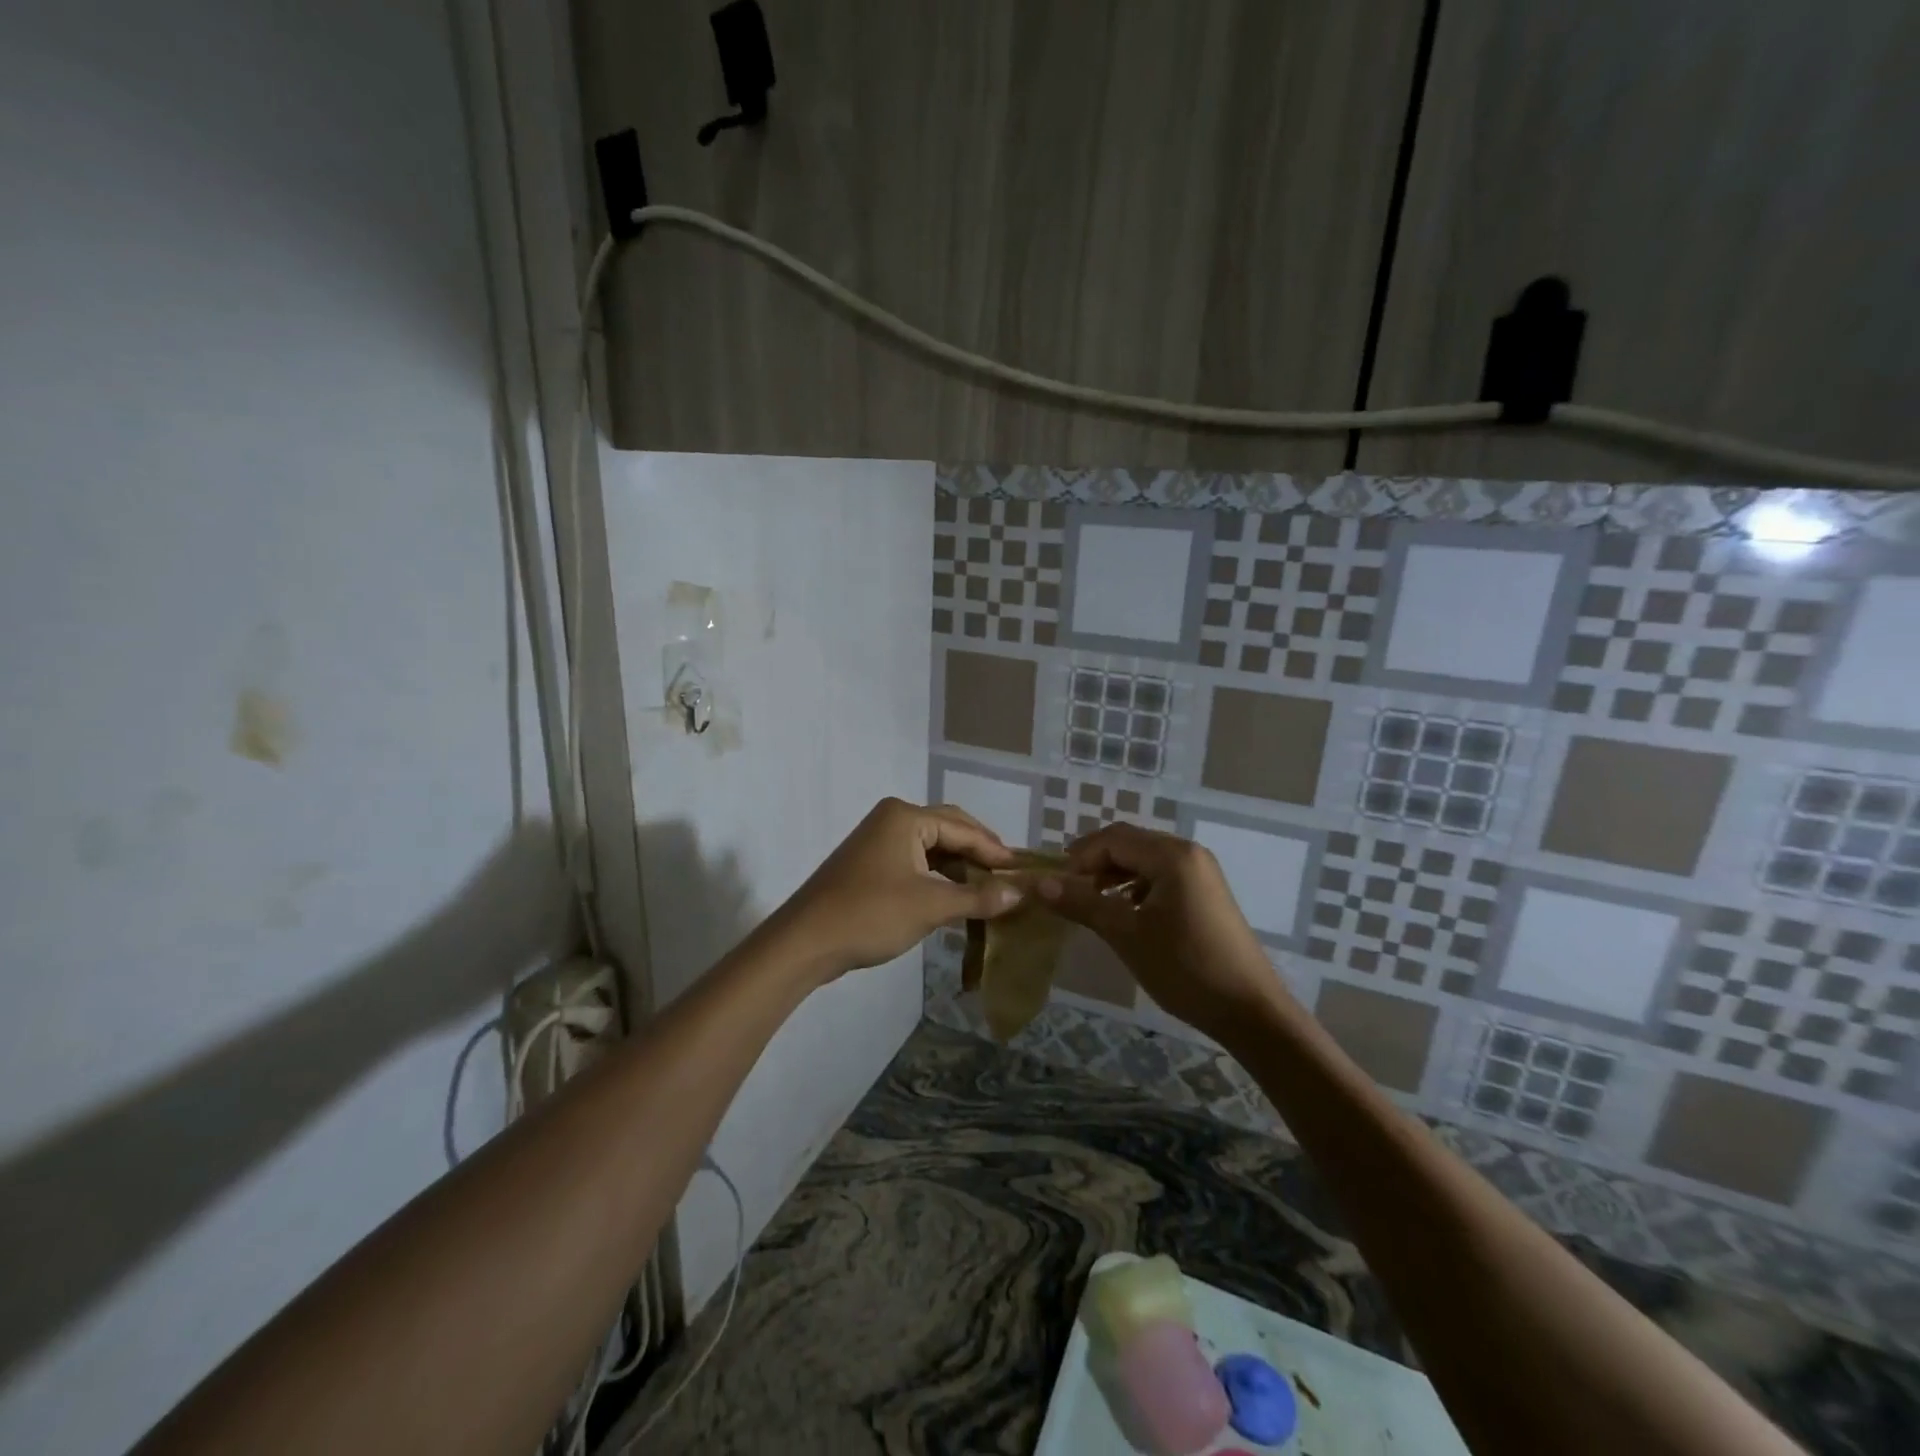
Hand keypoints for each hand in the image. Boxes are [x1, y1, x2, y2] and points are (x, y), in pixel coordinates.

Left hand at [772, 798, 1023, 981]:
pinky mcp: (869, 865)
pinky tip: (956, 897)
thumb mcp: (930, 906)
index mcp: (906, 817)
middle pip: (949, 830)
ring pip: (931, 848)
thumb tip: (1020, 893)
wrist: (805, 942)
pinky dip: (938, 878)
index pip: (964, 829)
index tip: (1024, 871)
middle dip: (979, 853)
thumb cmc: (870, 914)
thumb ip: (978, 897)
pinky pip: (915, 863)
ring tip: (989, 889)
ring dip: (959, 868)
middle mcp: (892, 819)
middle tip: (1009, 876)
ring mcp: (877, 841)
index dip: (995, 851)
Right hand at [1036, 823, 1289, 1044]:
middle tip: (1068, 893)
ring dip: (1113, 874)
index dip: (1078, 858)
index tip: (1056, 887)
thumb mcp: (1126, 934)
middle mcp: (1188, 853)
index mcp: (1171, 855)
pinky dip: (1135, 887)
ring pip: (1143, 859)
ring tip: (1091, 903)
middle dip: (1094, 863)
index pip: (1112, 838)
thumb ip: (1082, 903)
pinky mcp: (1205, 892)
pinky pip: (1160, 875)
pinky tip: (1125, 913)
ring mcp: (1200, 872)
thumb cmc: (1185, 968)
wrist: (1250, 1011)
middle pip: (1128, 843)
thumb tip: (1038, 883)